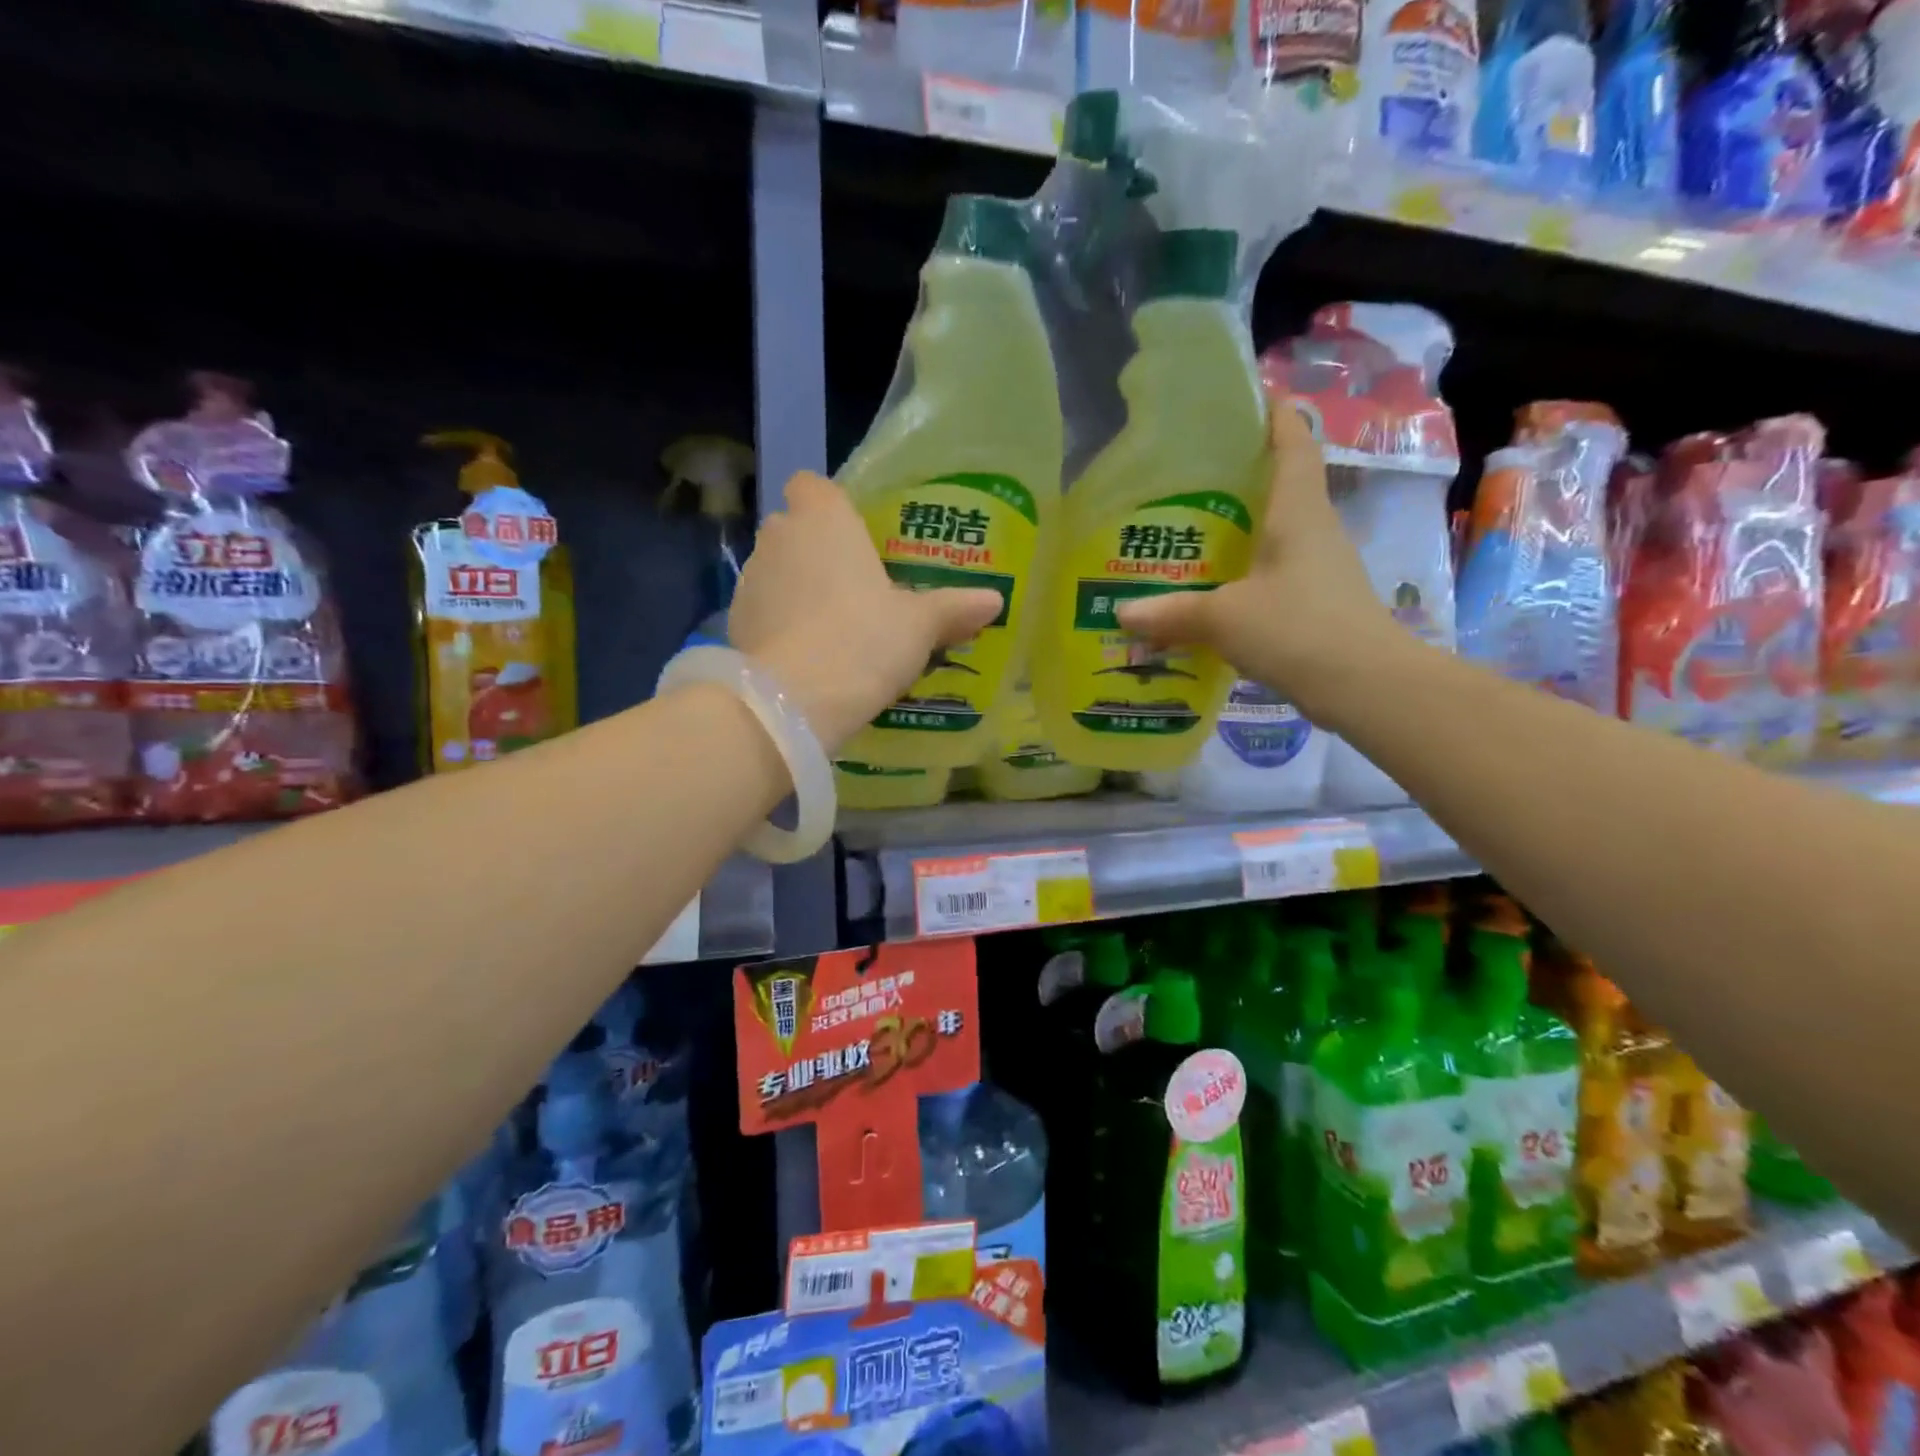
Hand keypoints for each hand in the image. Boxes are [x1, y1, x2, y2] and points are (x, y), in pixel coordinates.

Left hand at [729, 471, 1003, 749]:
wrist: (795, 699)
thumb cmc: (864, 640)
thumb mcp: (920, 626)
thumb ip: (954, 608)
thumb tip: (994, 601)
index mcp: (824, 519)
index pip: (813, 484)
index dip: (831, 504)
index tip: (855, 535)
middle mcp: (779, 537)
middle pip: (794, 528)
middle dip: (817, 549)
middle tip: (855, 585)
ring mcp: (750, 579)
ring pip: (776, 570)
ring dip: (797, 587)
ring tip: (832, 626)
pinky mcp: (734, 621)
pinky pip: (763, 609)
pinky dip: (780, 623)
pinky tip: (807, 654)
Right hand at [1116, 400, 1402, 721]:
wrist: (1367, 686)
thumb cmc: (1298, 629)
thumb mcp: (1225, 618)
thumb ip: (1172, 613)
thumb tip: (1121, 612)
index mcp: (1298, 510)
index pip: (1293, 440)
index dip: (1273, 413)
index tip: (1242, 397)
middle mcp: (1313, 528)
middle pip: (1279, 483)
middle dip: (1238, 473)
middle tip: (1183, 475)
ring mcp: (1318, 565)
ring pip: (1274, 530)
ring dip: (1238, 526)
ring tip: (1186, 531)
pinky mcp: (1315, 600)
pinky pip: (1272, 569)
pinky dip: (1242, 568)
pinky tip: (1209, 587)